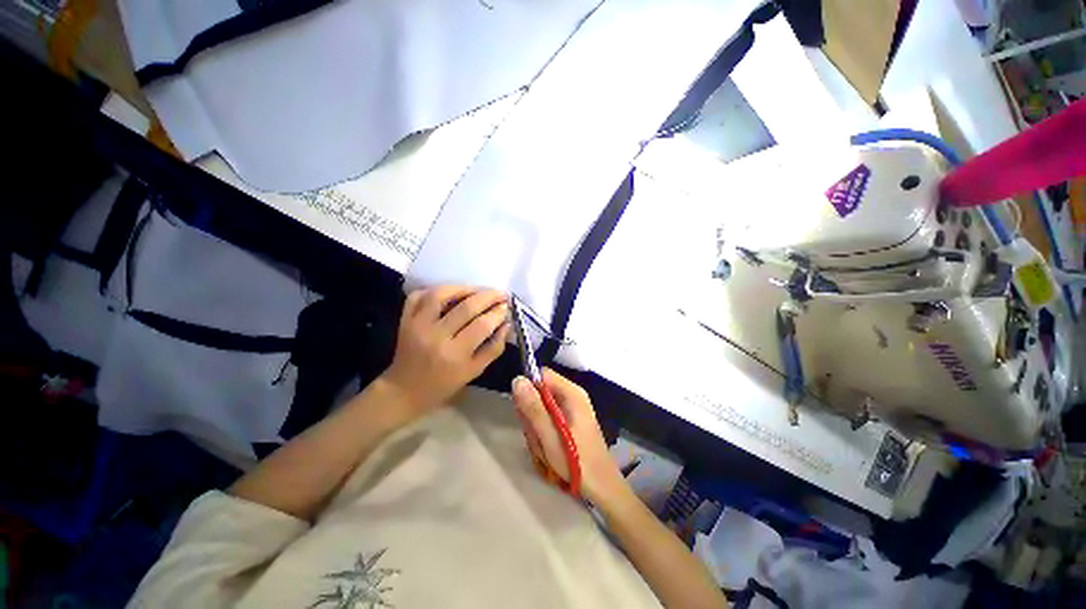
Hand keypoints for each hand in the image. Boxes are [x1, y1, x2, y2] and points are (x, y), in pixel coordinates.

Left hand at [382, 286, 510, 413]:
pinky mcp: (405, 319)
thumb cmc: (444, 384)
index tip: (507, 306)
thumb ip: (494, 347)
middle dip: (488, 296)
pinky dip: (435, 290)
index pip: (482, 325)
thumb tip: (507, 324)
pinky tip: (451, 292)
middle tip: (501, 294)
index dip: (498, 312)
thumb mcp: (475, 371)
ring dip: (464, 288)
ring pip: (441, 295)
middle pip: (466, 307)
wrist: (405, 390)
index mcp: (455, 354)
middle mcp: (435, 336)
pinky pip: (418, 296)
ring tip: (478, 290)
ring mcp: (417, 325)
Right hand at [512, 368, 628, 506]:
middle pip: (541, 391)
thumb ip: (533, 408)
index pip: (542, 375)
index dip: (529, 389)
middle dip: (532, 414)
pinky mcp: (571, 420)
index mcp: (572, 393)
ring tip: (544, 447)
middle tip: (536, 436)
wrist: (602, 487)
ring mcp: (573, 408)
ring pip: (542, 407)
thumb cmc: (577, 462)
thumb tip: (518, 379)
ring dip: (537, 427)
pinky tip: (548, 449)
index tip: (523, 411)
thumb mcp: (550, 436)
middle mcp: (573, 395)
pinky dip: (544, 432)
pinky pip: (549, 418)